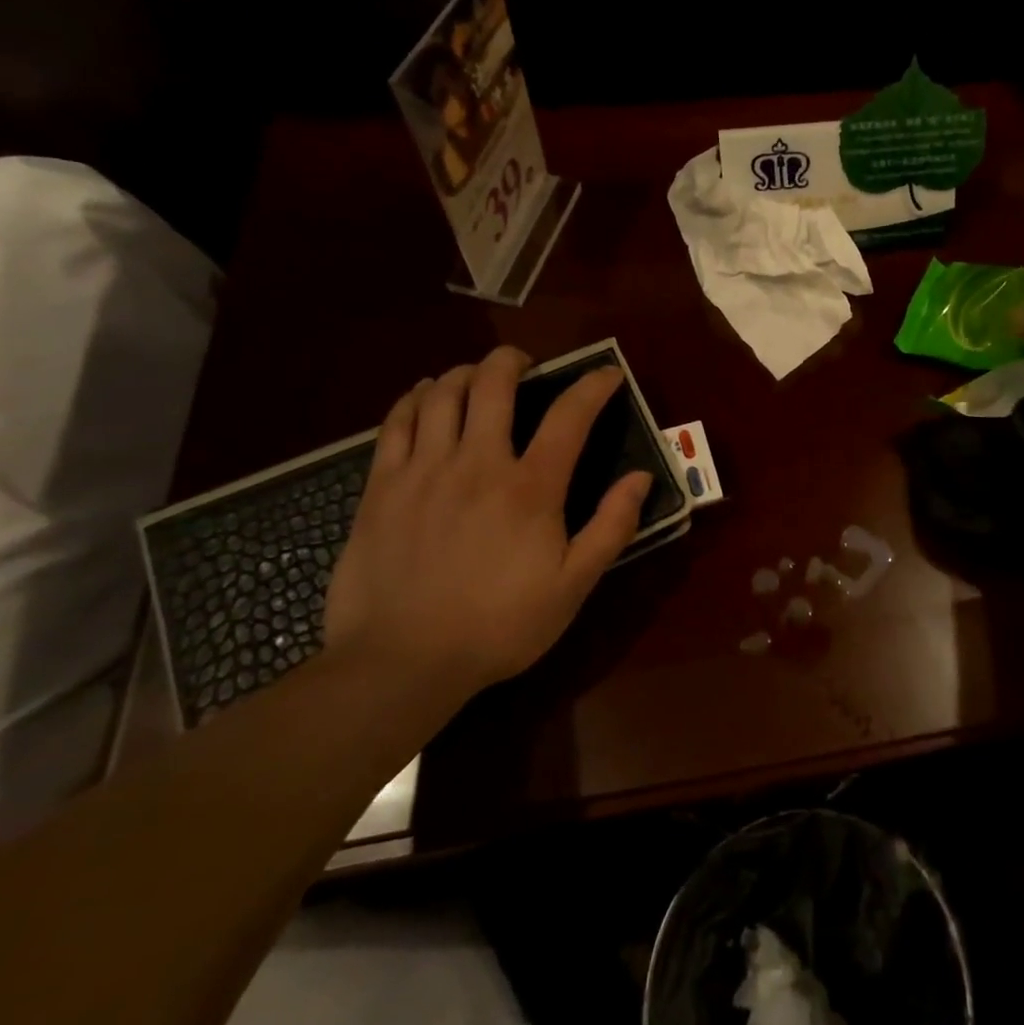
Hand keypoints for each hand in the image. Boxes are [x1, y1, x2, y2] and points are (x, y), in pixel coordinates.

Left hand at [322, 349, 651, 698]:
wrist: (401, 663)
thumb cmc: (498, 626)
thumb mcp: (573, 586)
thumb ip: (612, 527)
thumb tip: (641, 478)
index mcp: (530, 487)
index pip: (570, 415)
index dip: (593, 386)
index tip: (607, 374)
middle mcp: (477, 462)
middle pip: (494, 383)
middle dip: (514, 360)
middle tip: (525, 365)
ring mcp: (424, 470)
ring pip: (443, 393)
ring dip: (465, 373)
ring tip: (476, 377)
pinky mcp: (381, 486)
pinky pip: (397, 421)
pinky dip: (416, 397)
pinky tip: (426, 396)